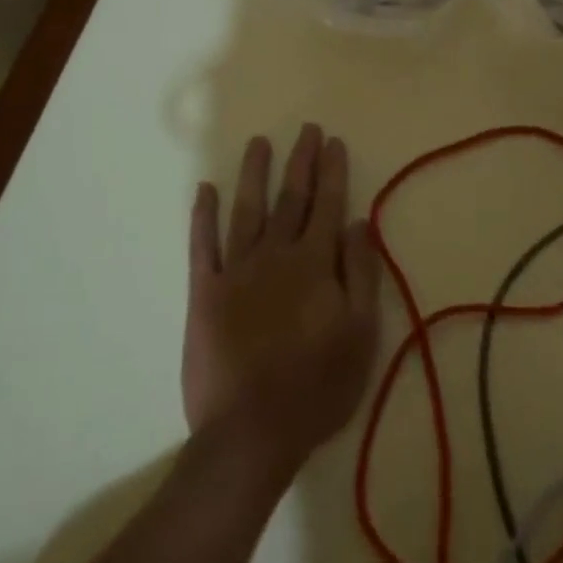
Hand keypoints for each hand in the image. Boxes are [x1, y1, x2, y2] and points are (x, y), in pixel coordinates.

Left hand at [185, 125, 382, 468]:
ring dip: (253, 175)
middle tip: (306, 129)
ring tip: (258, 143)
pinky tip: (204, 191)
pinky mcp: (203, 294)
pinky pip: (201, 246)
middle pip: (290, 199)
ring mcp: (234, 272)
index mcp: (314, 265)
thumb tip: (358, 222)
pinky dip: (202, 217)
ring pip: (246, 211)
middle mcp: (274, 256)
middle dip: (300, 162)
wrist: (250, 432)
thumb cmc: (318, 387)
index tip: (334, 142)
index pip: (327, 206)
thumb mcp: (360, 334)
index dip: (332, 172)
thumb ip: (360, 274)